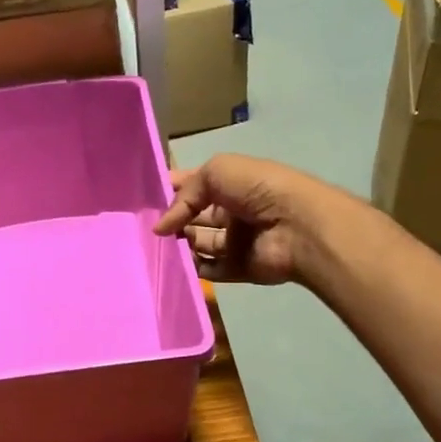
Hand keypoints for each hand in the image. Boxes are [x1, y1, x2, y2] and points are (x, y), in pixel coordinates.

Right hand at [154, 155, 328, 285]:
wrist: (297, 225)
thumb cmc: (257, 189)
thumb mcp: (215, 171)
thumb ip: (184, 196)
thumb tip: (160, 227)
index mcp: (231, 183)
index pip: (194, 184)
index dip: (171, 189)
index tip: (143, 198)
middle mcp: (233, 210)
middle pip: (194, 216)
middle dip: (173, 219)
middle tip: (144, 226)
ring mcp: (237, 241)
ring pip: (199, 243)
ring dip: (180, 244)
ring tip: (157, 245)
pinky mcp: (240, 268)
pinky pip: (211, 270)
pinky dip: (193, 268)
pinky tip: (176, 263)